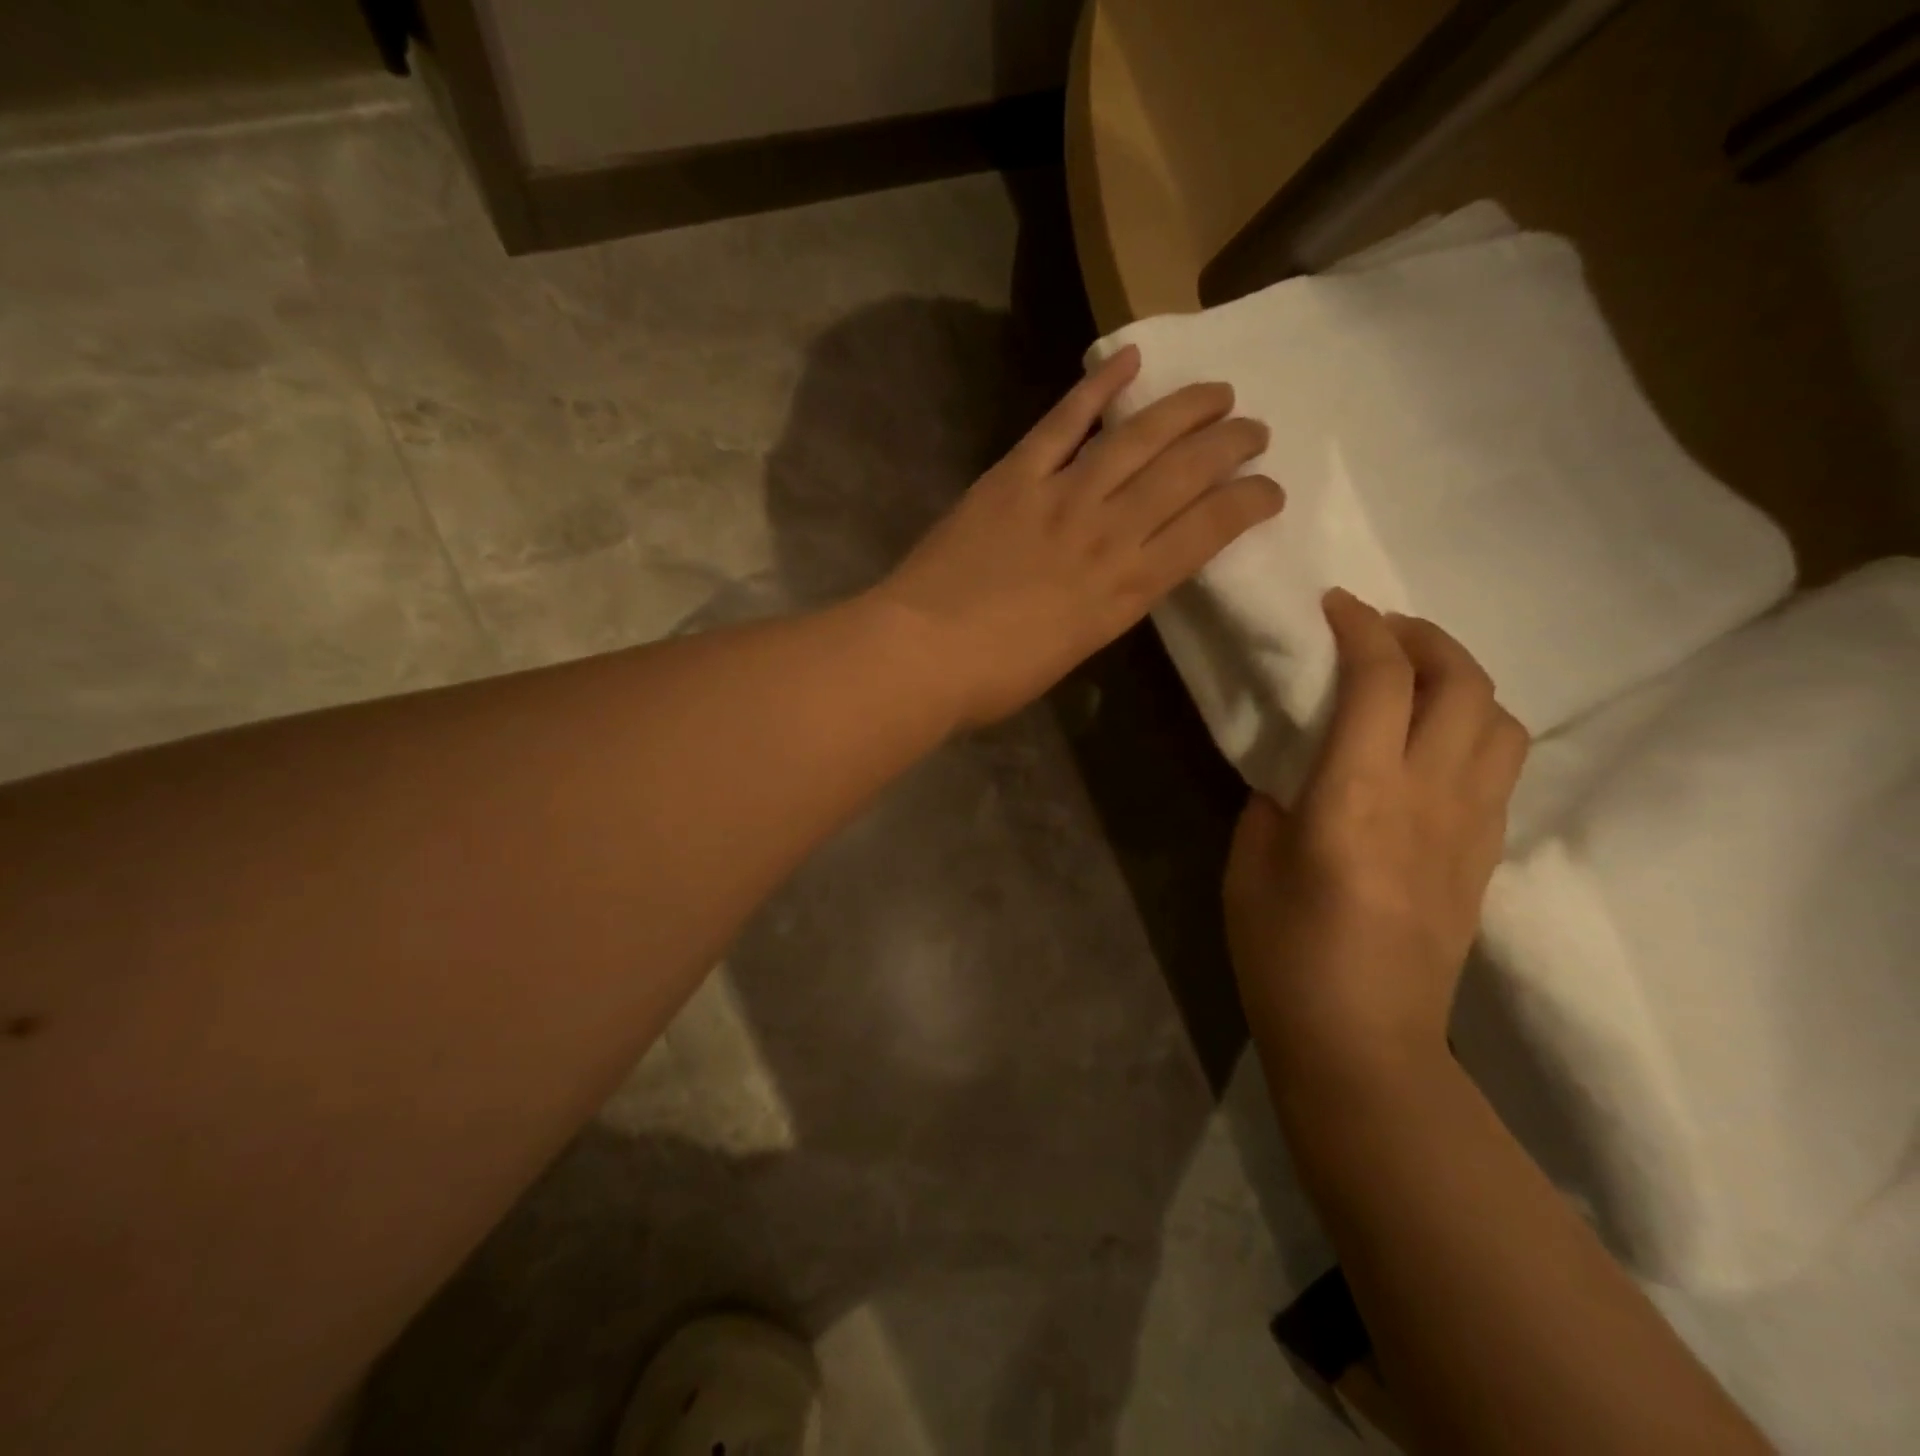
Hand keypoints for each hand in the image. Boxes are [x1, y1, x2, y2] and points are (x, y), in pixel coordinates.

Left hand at [871, 346, 1282, 727]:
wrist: (923, 654)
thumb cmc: (997, 677)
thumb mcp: (1076, 651)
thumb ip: (1108, 605)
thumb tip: (1124, 573)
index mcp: (1127, 589)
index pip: (1209, 530)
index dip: (1249, 502)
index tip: (1270, 489)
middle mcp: (1108, 533)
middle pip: (1185, 473)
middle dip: (1229, 445)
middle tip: (1253, 429)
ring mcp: (1060, 496)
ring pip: (1137, 437)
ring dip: (1184, 408)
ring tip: (1217, 391)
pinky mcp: (1013, 477)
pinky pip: (1062, 423)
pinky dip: (1096, 388)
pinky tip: (1128, 359)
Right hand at [1224, 589, 1529, 1092]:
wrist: (1363, 1038)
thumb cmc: (1283, 952)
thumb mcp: (1249, 865)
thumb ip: (1273, 803)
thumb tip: (1297, 776)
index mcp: (1356, 795)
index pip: (1379, 680)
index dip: (1361, 627)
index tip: (1335, 604)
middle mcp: (1428, 796)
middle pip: (1461, 682)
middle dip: (1422, 636)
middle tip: (1379, 628)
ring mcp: (1470, 825)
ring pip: (1499, 719)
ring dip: (1460, 679)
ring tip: (1415, 678)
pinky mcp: (1486, 854)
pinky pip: (1498, 765)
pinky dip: (1471, 726)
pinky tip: (1430, 741)